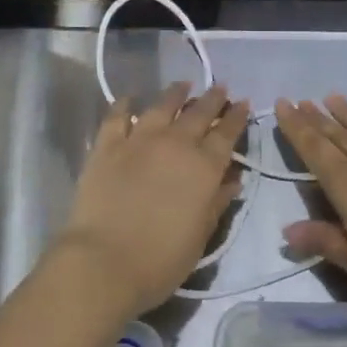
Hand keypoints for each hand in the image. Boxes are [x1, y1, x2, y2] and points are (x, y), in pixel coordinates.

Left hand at [52, 83, 249, 318]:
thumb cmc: (161, 259)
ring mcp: (139, 140)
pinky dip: (125, 104)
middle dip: (212, 99)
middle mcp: (175, 144)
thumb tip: (233, 180)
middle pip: (199, 113)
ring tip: (183, 84)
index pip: (227, 134)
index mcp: (204, 167)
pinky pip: (117, 116)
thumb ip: (218, 202)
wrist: (104, 262)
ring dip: (176, 93)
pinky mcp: (107, 146)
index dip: (237, 117)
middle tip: (220, 88)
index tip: (242, 103)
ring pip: (162, 106)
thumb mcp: (201, 236)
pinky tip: (131, 98)